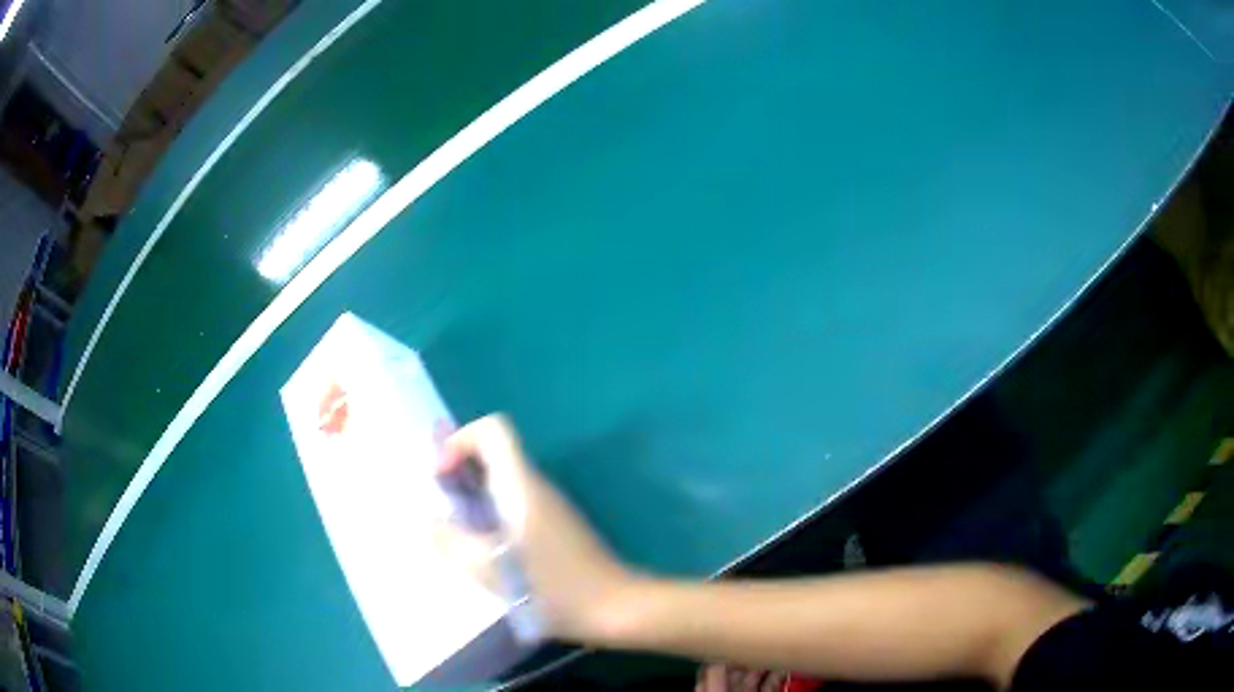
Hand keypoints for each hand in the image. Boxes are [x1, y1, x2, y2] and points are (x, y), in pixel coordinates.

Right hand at [443, 414, 638, 642]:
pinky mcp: (555, 526)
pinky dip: (491, 511)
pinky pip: (515, 501)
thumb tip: (430, 523)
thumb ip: (452, 543)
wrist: (615, 607)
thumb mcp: (491, 571)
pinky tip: (483, 548)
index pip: (494, 429)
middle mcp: (537, 486)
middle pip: (495, 452)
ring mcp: (550, 506)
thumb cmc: (553, 588)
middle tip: (440, 504)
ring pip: (504, 479)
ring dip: (473, 492)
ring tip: (455, 529)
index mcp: (522, 486)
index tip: (442, 477)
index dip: (460, 441)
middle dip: (459, 468)